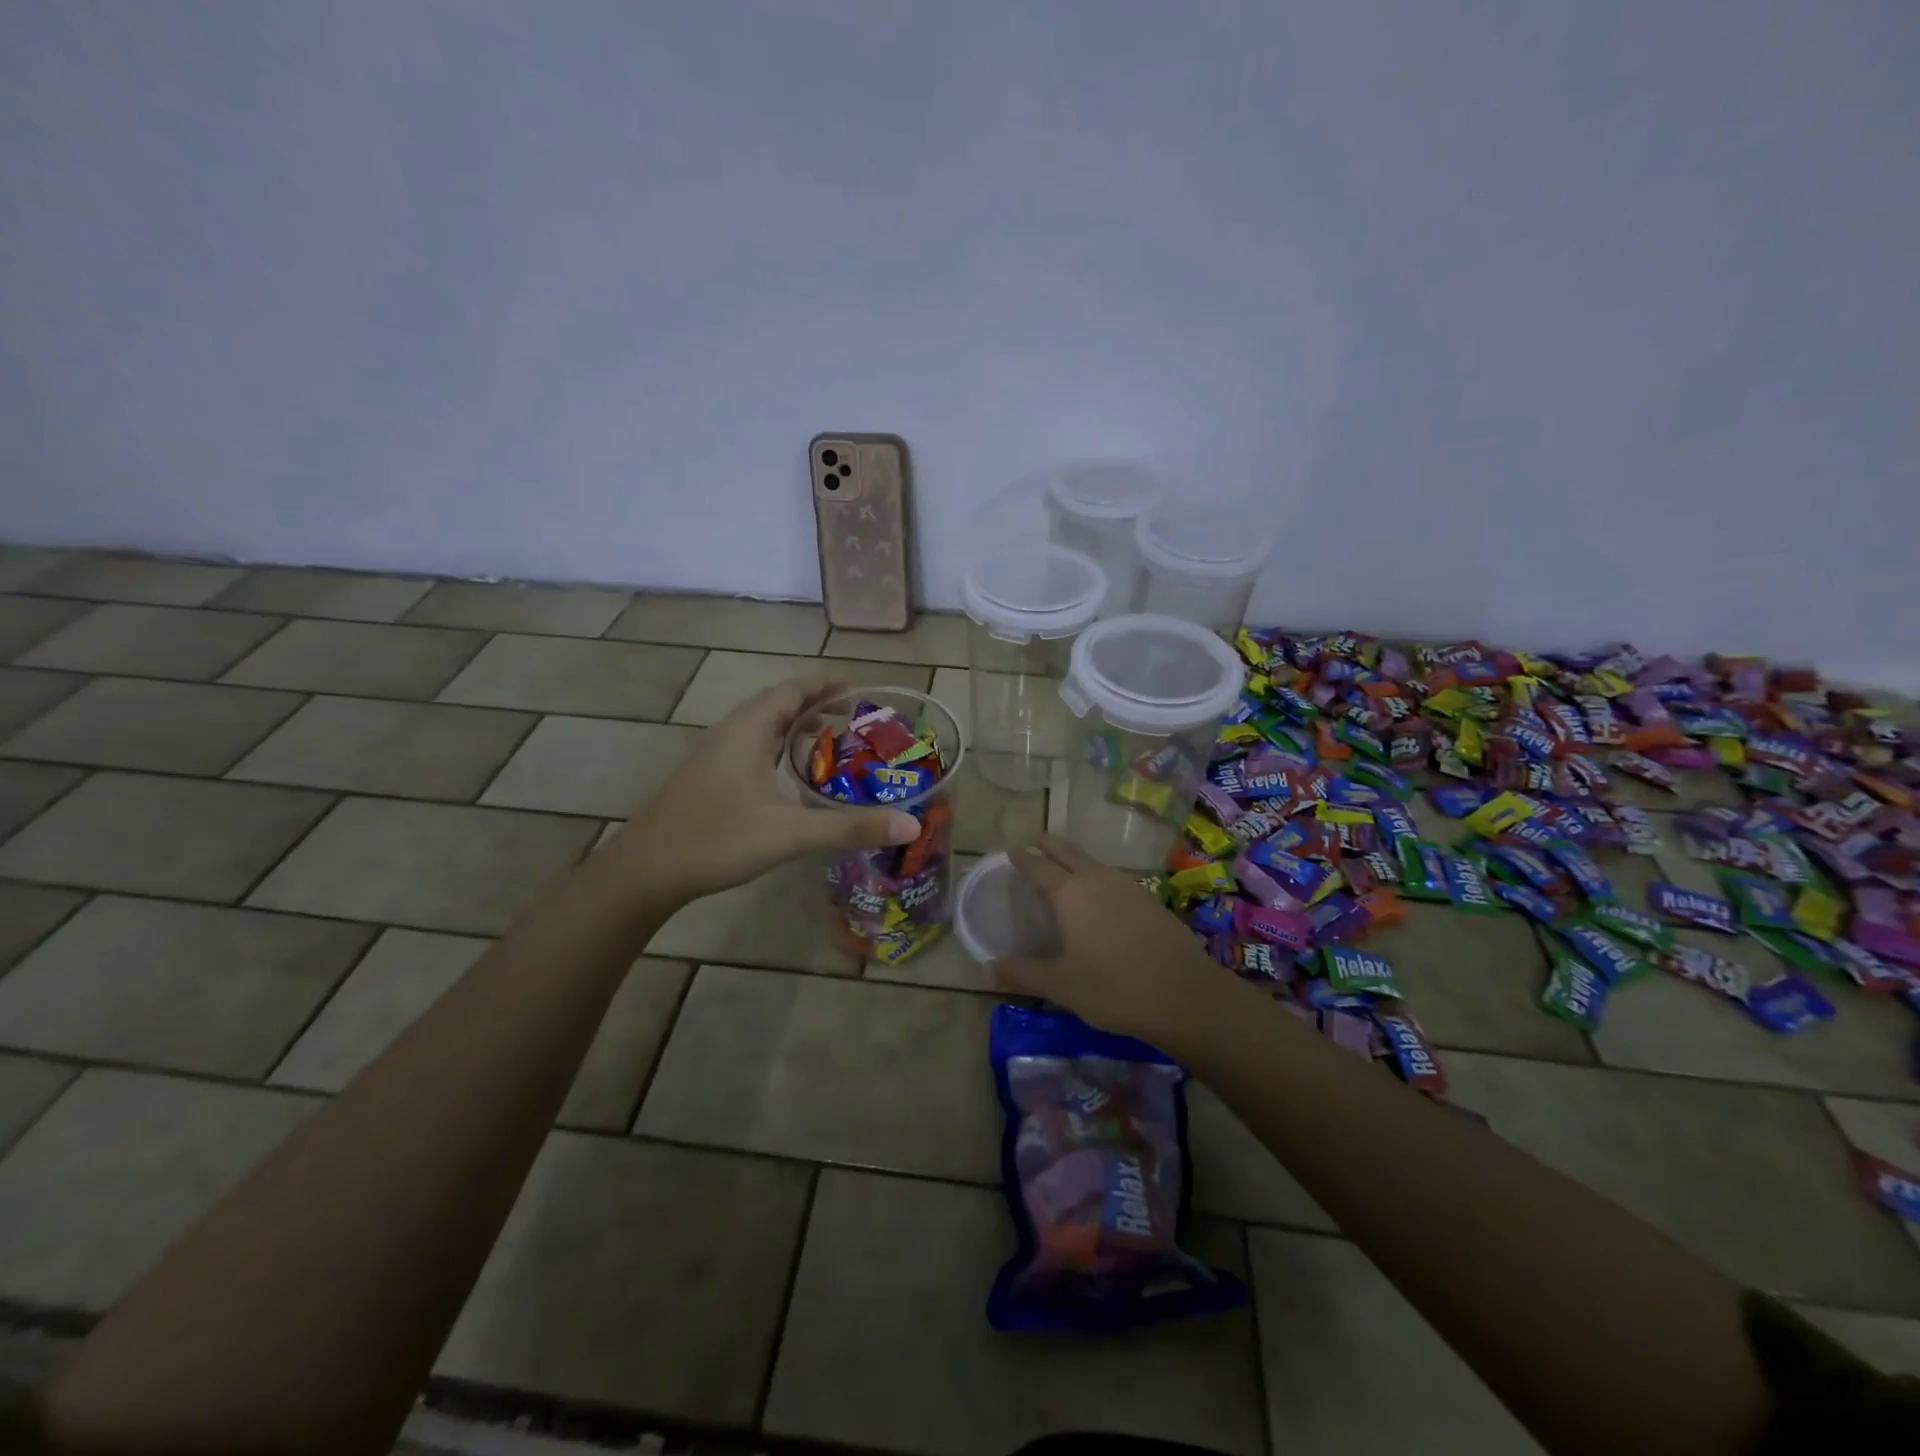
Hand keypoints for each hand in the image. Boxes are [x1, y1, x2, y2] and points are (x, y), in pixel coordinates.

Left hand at [612, 676, 920, 904]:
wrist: (645, 871)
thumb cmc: (717, 839)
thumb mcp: (790, 833)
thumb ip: (851, 828)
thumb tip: (911, 824)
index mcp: (749, 729)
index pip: (793, 690)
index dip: (826, 685)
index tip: (859, 689)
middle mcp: (730, 732)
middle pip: (778, 704)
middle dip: (817, 706)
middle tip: (855, 720)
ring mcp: (713, 755)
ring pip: (762, 728)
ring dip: (796, 728)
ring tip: (831, 743)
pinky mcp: (707, 778)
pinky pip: (751, 747)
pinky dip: (778, 749)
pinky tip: (790, 778)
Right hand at [990, 835, 1225, 1041]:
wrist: (1184, 995)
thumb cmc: (1113, 987)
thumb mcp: (1061, 985)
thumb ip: (1022, 974)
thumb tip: (985, 969)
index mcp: (1070, 893)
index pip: (1038, 866)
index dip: (1022, 858)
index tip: (1011, 852)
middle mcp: (1098, 880)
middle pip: (1069, 852)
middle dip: (1051, 845)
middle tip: (1038, 840)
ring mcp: (1128, 887)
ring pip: (1095, 863)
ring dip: (1077, 859)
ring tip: (1066, 865)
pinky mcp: (1150, 900)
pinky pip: (1114, 878)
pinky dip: (1099, 876)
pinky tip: (1102, 894)